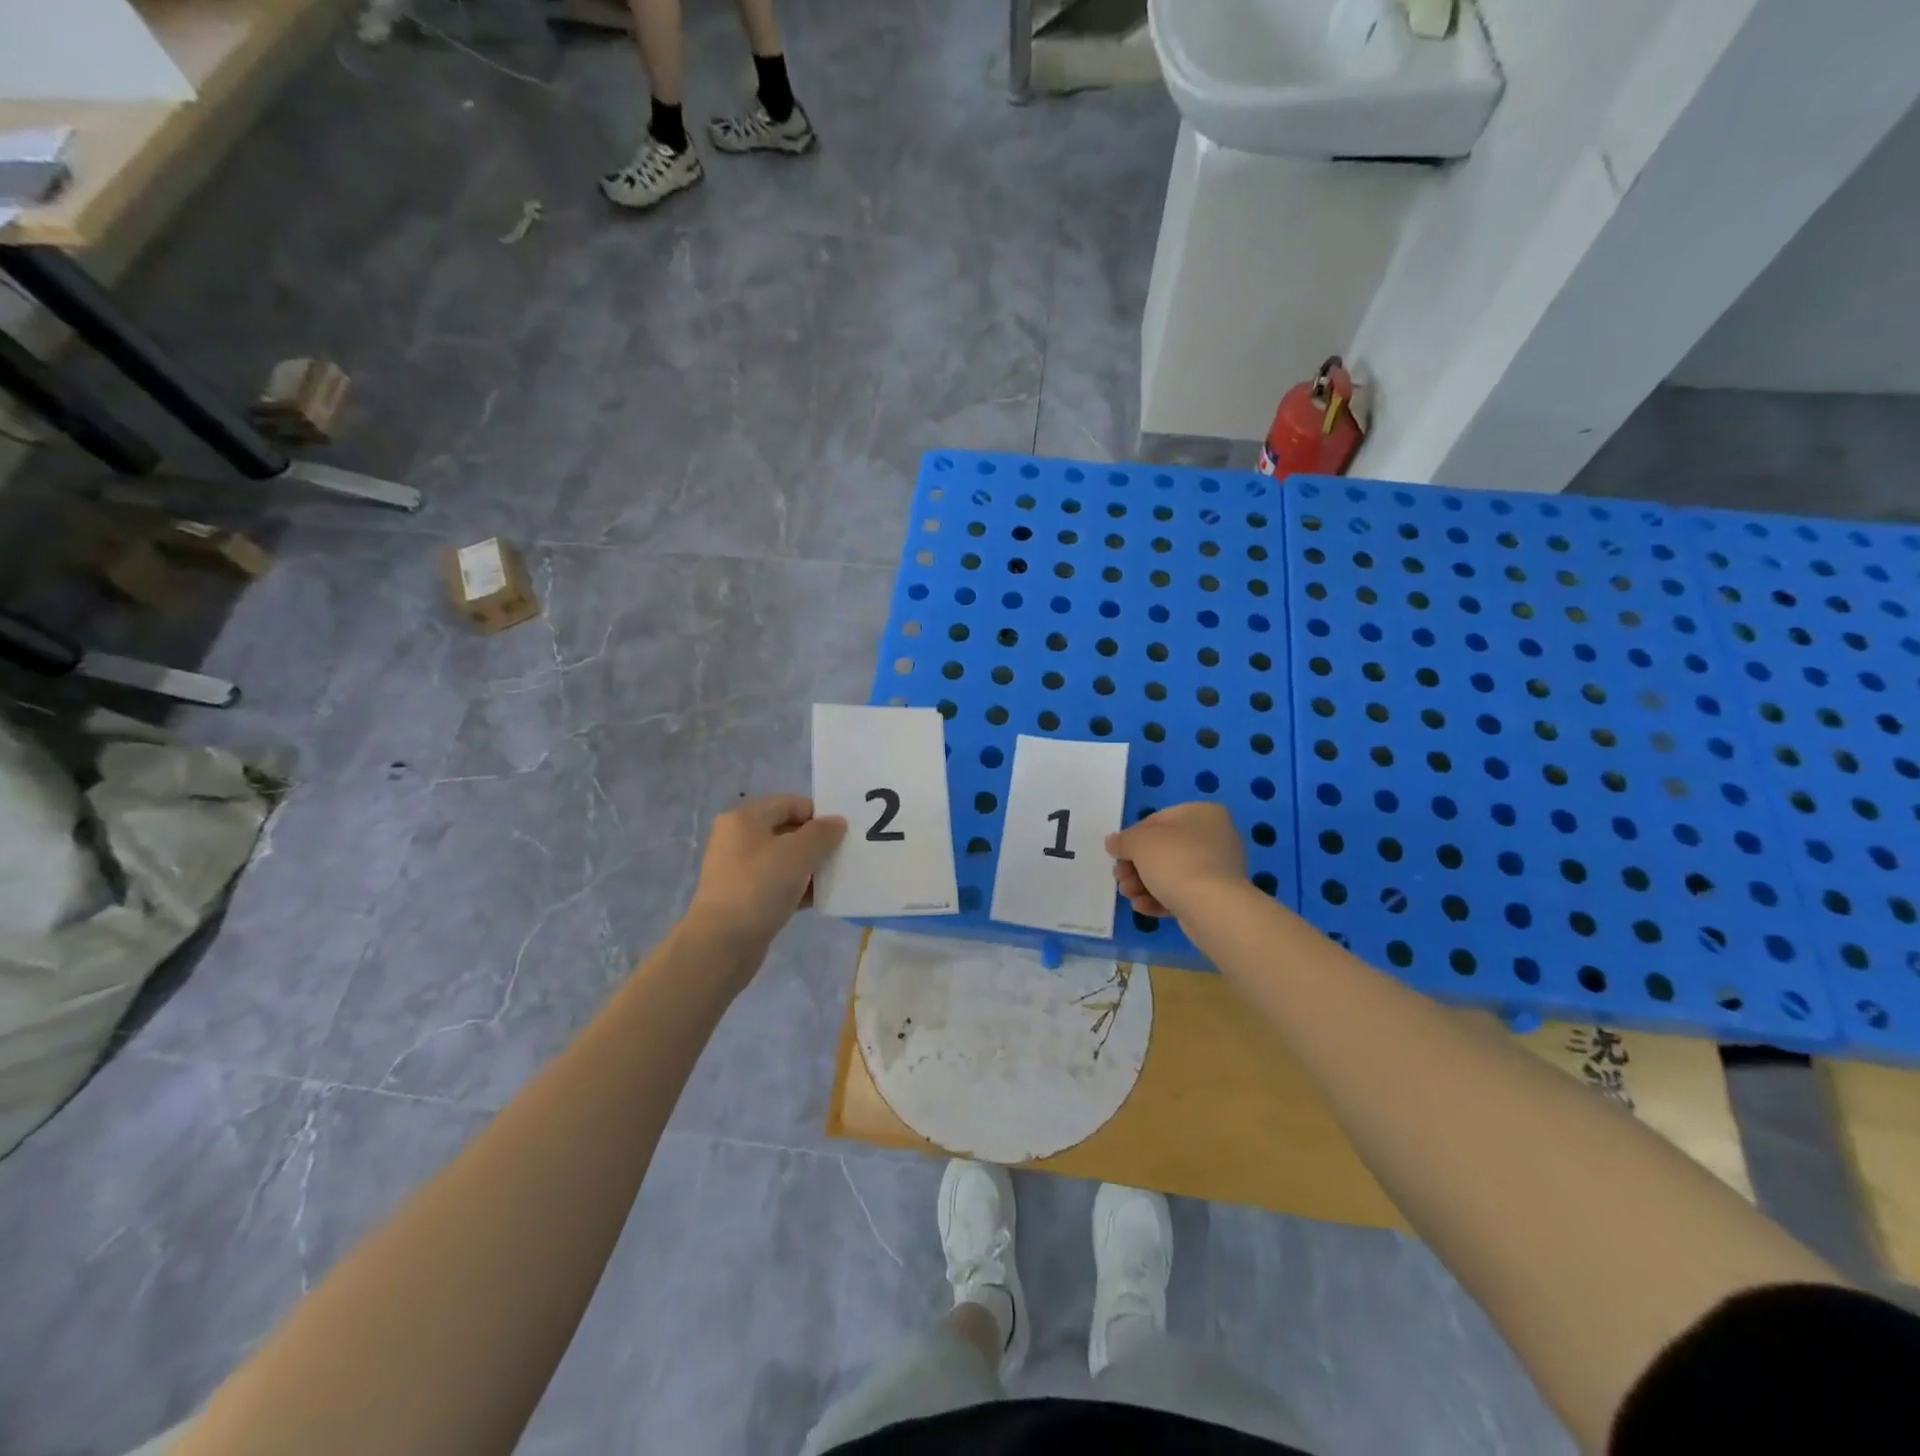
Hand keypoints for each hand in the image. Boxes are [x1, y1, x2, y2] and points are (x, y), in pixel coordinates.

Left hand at [686, 795, 846, 953]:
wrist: (721, 944)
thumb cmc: (759, 887)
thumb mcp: (798, 854)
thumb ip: (822, 834)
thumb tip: (837, 822)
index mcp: (744, 818)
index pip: (791, 803)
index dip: (819, 815)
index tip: (843, 835)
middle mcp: (738, 838)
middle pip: (787, 830)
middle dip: (816, 843)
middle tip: (842, 857)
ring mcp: (739, 869)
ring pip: (784, 859)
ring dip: (810, 867)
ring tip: (834, 879)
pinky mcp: (743, 896)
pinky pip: (777, 883)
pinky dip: (797, 888)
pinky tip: (818, 899)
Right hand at [1105, 802, 1246, 920]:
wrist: (1212, 907)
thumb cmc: (1175, 861)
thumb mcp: (1139, 843)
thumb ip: (1123, 840)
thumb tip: (1114, 843)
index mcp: (1203, 813)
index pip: (1158, 820)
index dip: (1133, 837)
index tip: (1119, 854)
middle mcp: (1216, 837)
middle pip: (1164, 849)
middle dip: (1136, 866)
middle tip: (1120, 878)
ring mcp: (1219, 869)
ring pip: (1172, 873)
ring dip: (1144, 884)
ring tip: (1129, 895)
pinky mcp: (1218, 896)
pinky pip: (1184, 892)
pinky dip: (1161, 898)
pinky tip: (1142, 907)